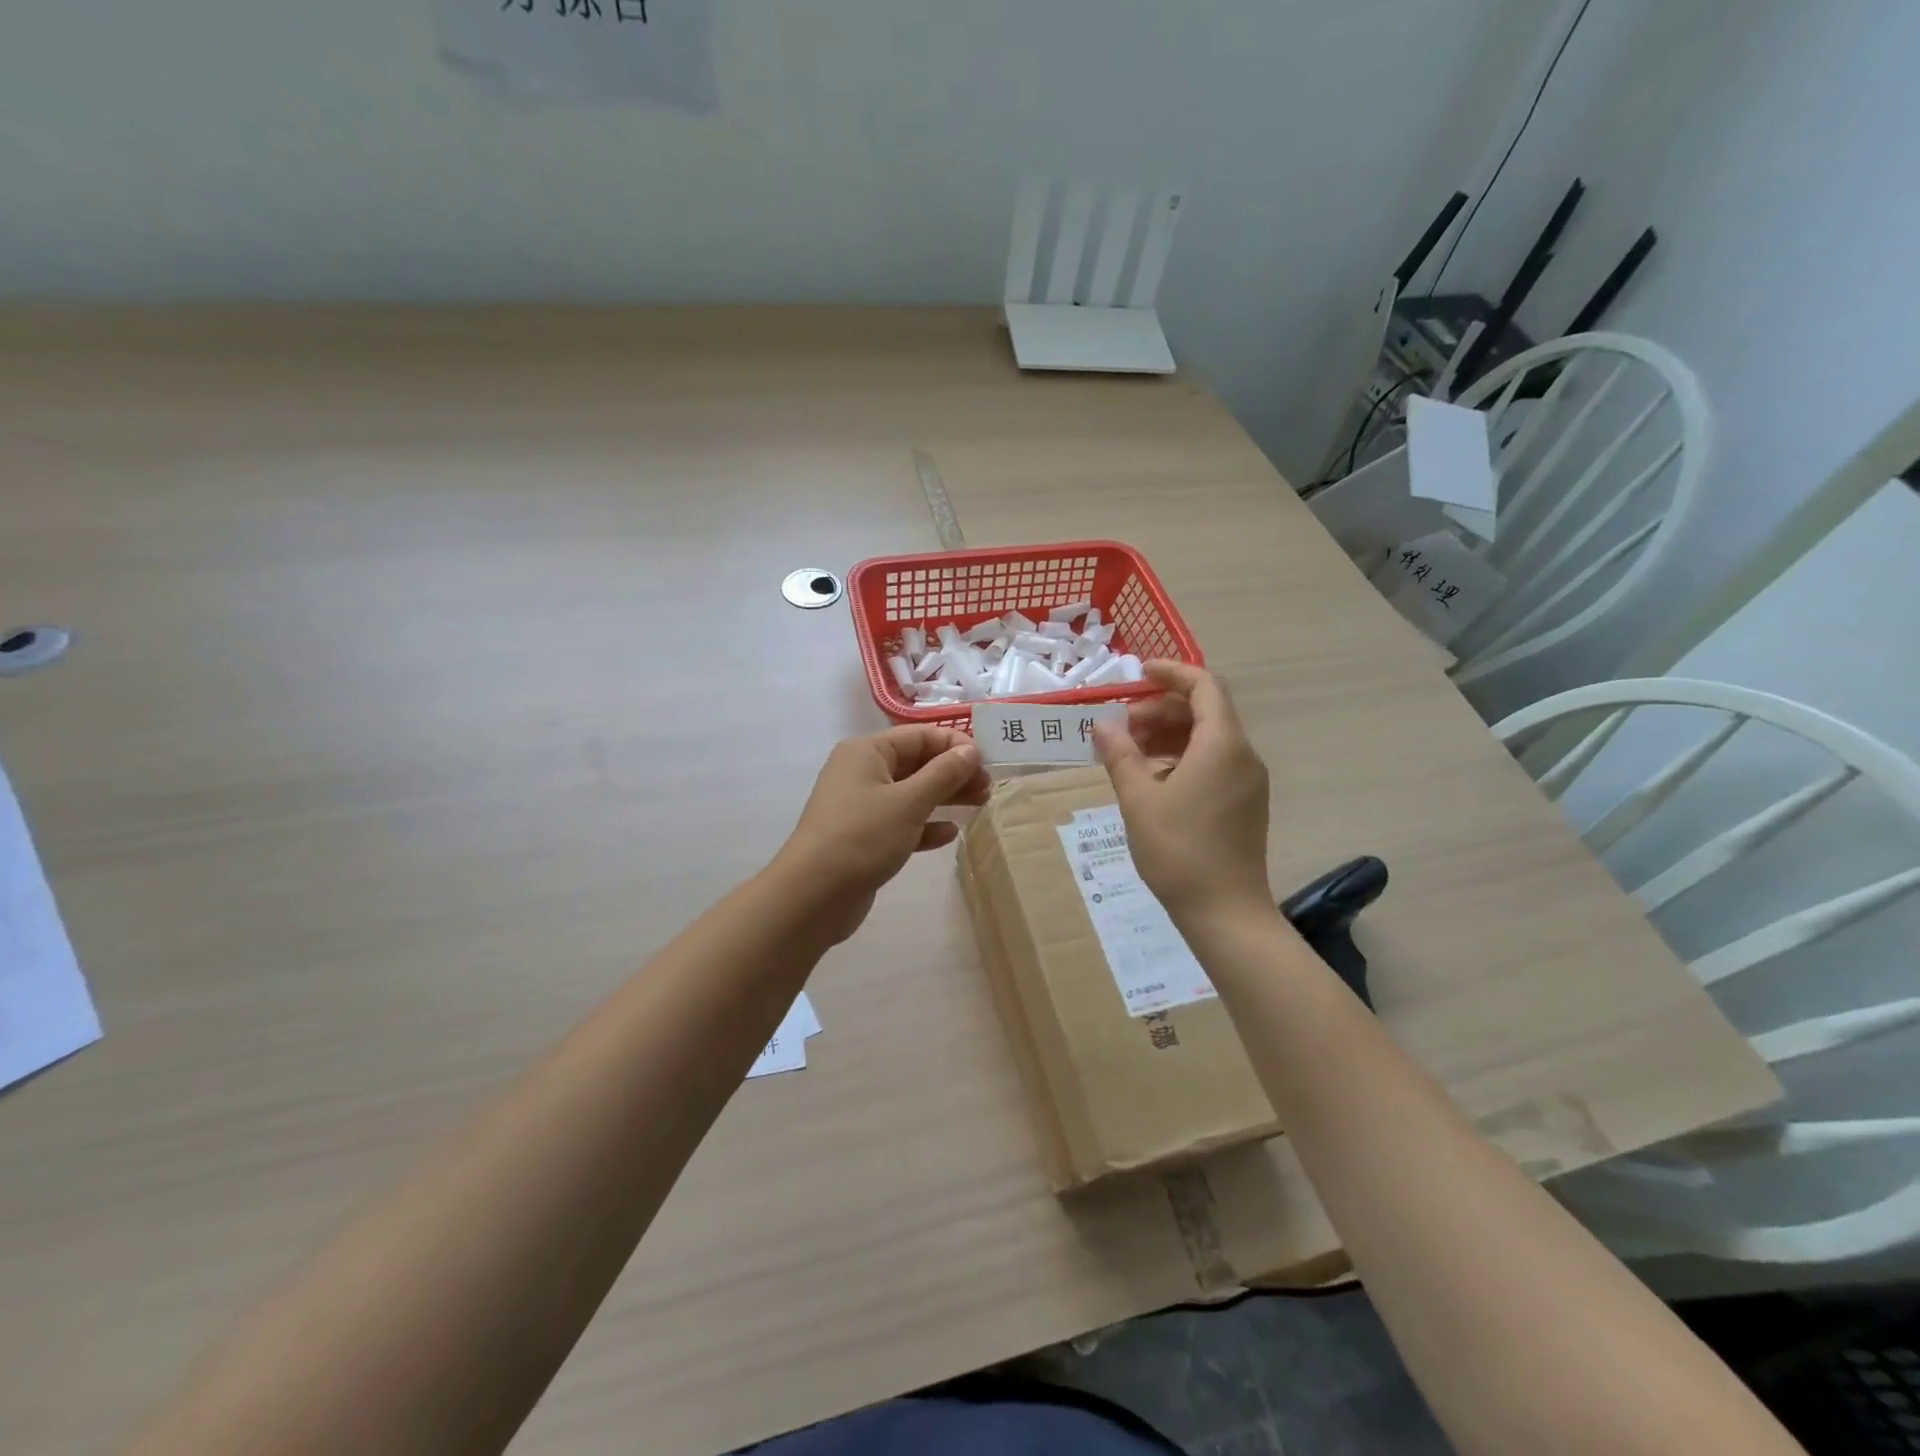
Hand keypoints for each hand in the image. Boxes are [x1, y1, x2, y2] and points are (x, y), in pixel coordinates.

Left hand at [774, 726, 989, 941]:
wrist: (813, 896)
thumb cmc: (862, 837)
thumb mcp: (909, 802)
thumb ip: (943, 774)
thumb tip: (970, 750)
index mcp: (867, 752)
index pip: (920, 736)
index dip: (955, 745)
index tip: (988, 764)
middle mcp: (862, 772)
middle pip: (917, 762)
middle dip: (954, 772)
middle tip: (988, 788)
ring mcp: (862, 806)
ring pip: (912, 793)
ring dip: (945, 797)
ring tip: (980, 805)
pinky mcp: (865, 837)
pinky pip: (902, 822)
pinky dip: (926, 825)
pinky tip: (949, 834)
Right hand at [1091, 661, 1272, 926]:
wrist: (1225, 913)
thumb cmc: (1179, 851)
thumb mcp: (1139, 799)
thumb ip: (1120, 755)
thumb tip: (1102, 725)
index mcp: (1222, 744)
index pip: (1204, 685)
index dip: (1171, 673)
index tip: (1137, 674)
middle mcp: (1243, 755)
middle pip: (1205, 711)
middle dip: (1161, 709)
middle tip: (1122, 727)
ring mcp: (1248, 782)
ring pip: (1208, 739)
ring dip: (1169, 735)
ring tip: (1130, 754)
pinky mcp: (1245, 804)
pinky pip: (1214, 763)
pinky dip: (1182, 758)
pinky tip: (1152, 780)